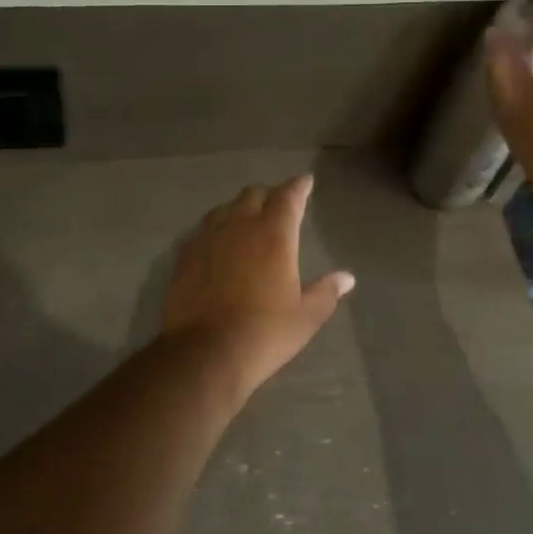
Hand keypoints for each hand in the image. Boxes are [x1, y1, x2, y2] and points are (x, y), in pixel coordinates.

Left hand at [160, 174, 355, 399]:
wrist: (204, 352)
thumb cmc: (263, 333)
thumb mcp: (305, 317)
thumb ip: (326, 292)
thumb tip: (347, 277)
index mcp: (274, 234)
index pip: (288, 196)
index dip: (299, 186)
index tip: (305, 181)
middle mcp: (240, 225)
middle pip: (254, 195)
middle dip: (269, 195)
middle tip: (278, 205)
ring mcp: (208, 237)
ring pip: (225, 208)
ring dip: (240, 208)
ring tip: (247, 220)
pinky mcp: (186, 254)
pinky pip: (204, 229)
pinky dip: (217, 228)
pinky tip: (218, 243)